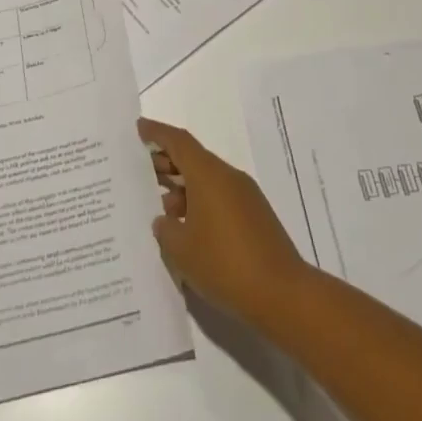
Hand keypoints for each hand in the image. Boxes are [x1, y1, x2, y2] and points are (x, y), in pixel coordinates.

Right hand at [138, 117, 309, 323]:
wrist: (282, 294)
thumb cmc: (224, 264)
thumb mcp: (181, 250)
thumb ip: (165, 229)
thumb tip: (164, 220)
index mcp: (209, 175)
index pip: (179, 142)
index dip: (157, 133)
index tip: (139, 127)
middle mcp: (229, 177)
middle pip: (193, 159)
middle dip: (167, 162)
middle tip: (141, 171)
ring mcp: (245, 196)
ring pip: (207, 180)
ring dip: (183, 188)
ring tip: (160, 208)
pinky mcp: (255, 216)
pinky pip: (220, 197)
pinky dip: (200, 203)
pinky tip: (187, 228)